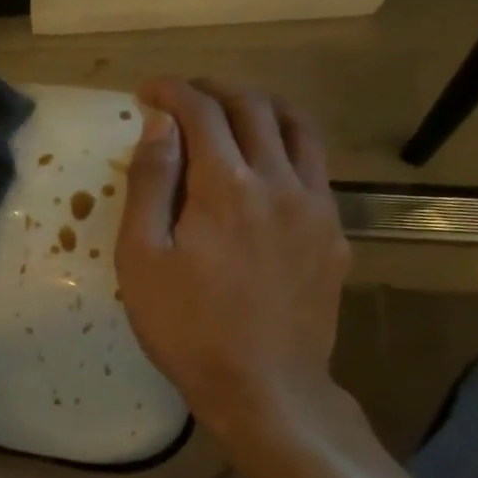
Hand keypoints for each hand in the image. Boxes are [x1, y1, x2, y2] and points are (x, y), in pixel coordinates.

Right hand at [115, 78, 349, 443]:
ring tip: (232, 113)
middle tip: (183, 99)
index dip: (171, 92)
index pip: (201, 111)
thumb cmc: (188, 329)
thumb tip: (159, 125)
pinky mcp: (334, 234)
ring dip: (260, 107)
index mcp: (226, 185)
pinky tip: (268, 168)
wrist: (264, 387)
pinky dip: (288, 146)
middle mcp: (280, 180)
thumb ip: (150, 186)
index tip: (147, 92)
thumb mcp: (143, 261)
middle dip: (213, 91)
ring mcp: (316, 206)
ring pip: (297, 128)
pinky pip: (316, 168)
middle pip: (253, 107)